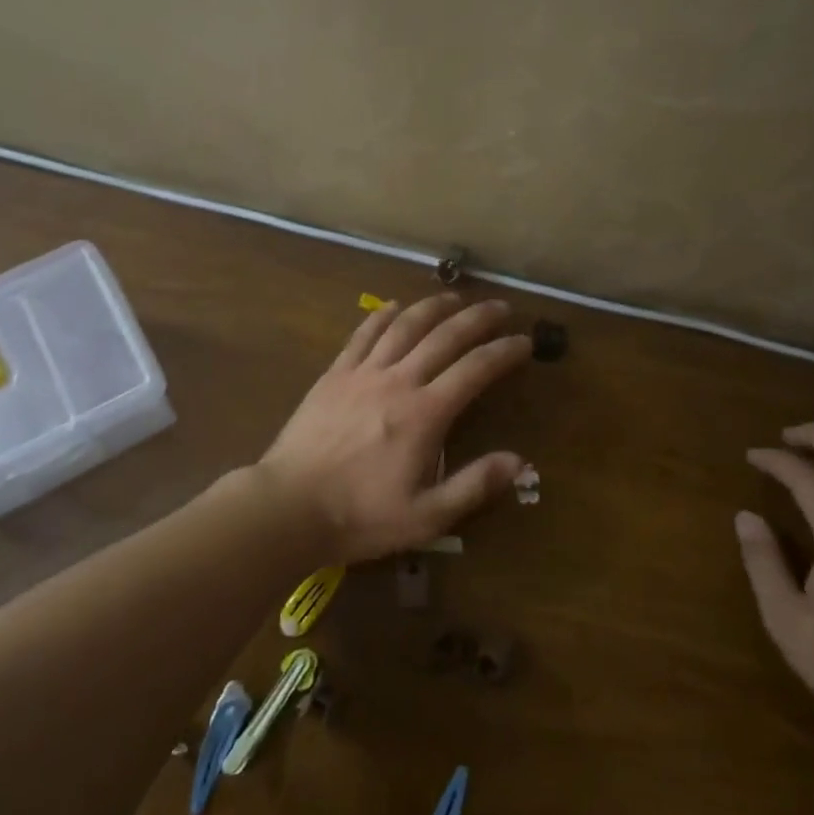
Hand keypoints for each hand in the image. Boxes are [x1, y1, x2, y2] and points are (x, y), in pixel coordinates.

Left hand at [259, 293, 532, 563]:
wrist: (288, 507)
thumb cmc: (360, 516)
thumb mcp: (426, 517)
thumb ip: (474, 485)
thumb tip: (520, 461)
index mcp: (425, 414)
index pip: (475, 369)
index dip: (504, 352)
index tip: (524, 341)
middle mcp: (398, 381)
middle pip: (445, 336)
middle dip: (478, 318)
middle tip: (501, 307)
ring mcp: (363, 373)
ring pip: (405, 326)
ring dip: (434, 307)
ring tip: (456, 298)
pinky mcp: (335, 374)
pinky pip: (363, 334)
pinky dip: (384, 315)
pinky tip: (397, 306)